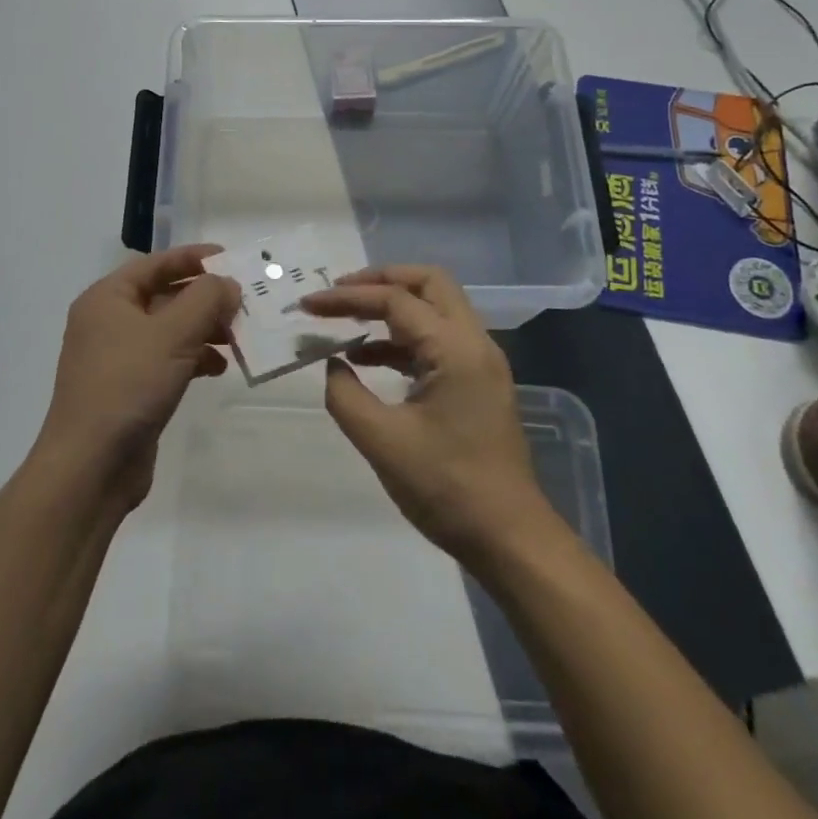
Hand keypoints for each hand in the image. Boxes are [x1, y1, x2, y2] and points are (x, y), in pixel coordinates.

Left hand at [35, 245, 239, 510]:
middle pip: (164, 296)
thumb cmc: (128, 385)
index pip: (155, 264)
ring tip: (238, 337)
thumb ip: (205, 299)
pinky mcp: (129, 389)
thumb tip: (227, 283)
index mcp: (107, 299)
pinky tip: (219, 368)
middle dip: (204, 299)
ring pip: (169, 330)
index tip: (230, 258)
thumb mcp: (172, 334)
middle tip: (244, 303)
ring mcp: (117, 358)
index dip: (193, 258)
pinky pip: (167, 360)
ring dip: (204, 329)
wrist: (90, 466)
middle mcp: (108, 322)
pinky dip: (193, 358)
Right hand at [300, 266, 560, 568]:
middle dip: (379, 280)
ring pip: (435, 308)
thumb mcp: (382, 442)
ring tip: (345, 321)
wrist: (509, 538)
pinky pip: (437, 339)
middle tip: (339, 292)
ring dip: (391, 307)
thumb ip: (346, 395)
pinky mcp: (477, 383)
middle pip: (428, 283)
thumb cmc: (446, 488)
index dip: (347, 298)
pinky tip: (367, 359)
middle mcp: (474, 342)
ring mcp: (480, 362)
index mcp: (455, 349)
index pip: (395, 301)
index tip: (308, 304)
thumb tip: (332, 363)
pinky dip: (402, 338)